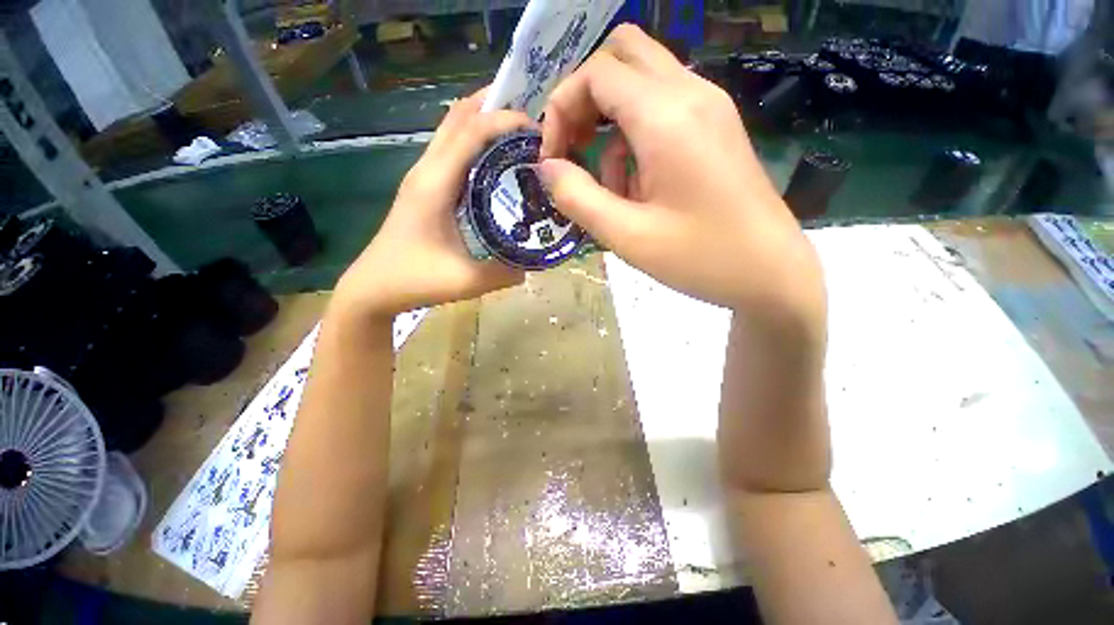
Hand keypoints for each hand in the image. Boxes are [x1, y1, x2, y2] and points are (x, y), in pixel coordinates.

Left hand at [333, 89, 534, 319]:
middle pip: (458, 117)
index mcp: (435, 183)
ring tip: (520, 133)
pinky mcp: (425, 187)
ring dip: (484, 122)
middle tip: (532, 118)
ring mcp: (423, 176)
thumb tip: (532, 264)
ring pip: (453, 130)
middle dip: (494, 106)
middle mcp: (427, 170)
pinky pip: (452, 151)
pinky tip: (498, 162)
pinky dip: (476, 143)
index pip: (471, 131)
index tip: (539, 128)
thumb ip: (504, 273)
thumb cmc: (413, 280)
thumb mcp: (465, 281)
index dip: (505, 120)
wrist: (373, 287)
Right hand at [540, 25, 824, 326]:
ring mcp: (708, 107)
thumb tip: (547, 168)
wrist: (770, 273)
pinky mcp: (715, 127)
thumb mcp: (626, 236)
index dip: (560, 109)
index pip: (596, 73)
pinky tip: (640, 188)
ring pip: (641, 82)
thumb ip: (577, 198)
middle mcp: (691, 94)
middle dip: (584, 99)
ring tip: (613, 187)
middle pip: (621, 56)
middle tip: (574, 149)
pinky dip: (635, 138)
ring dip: (611, 124)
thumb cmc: (700, 258)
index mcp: (667, 117)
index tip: (553, 160)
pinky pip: (662, 109)